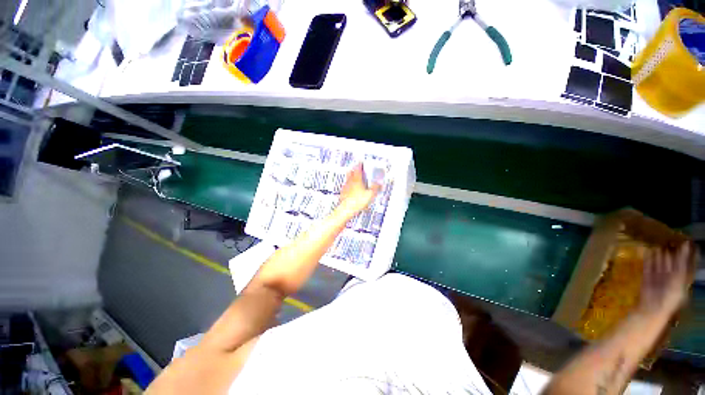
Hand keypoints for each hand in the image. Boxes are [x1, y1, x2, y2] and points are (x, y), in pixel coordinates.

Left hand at [338, 164, 381, 216]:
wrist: (346, 209)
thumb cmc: (357, 201)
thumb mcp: (371, 194)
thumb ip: (376, 188)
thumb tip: (379, 184)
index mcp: (357, 179)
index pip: (358, 168)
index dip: (360, 164)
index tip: (361, 162)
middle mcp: (350, 181)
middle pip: (351, 172)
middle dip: (355, 170)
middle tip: (358, 169)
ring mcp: (345, 187)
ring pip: (348, 179)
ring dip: (352, 178)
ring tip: (356, 180)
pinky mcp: (343, 193)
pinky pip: (346, 187)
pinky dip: (349, 186)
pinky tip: (352, 190)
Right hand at [638, 242, 694, 317]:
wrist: (652, 308)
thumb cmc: (670, 295)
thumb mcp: (680, 278)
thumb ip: (682, 262)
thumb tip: (687, 244)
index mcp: (681, 279)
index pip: (684, 264)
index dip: (684, 253)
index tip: (684, 241)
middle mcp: (671, 278)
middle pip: (671, 263)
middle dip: (669, 253)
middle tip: (668, 239)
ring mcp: (658, 279)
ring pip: (659, 265)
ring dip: (658, 255)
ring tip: (656, 243)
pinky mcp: (647, 279)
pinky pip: (648, 268)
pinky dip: (647, 260)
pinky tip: (646, 252)